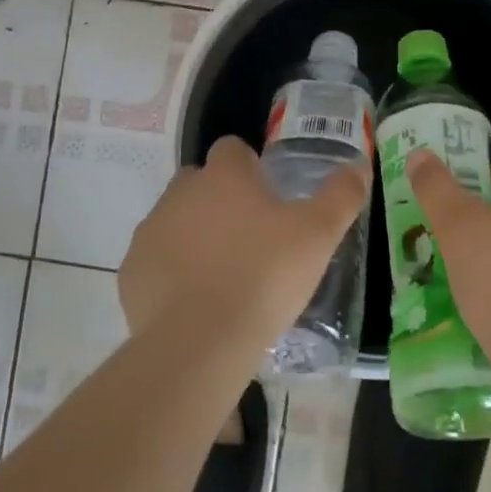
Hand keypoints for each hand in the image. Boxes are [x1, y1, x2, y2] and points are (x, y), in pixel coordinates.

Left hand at [119, 136, 369, 348]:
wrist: (200, 342)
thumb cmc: (264, 276)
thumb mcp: (318, 235)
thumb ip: (341, 196)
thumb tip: (358, 165)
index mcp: (224, 175)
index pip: (232, 149)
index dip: (250, 167)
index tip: (267, 198)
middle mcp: (181, 192)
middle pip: (200, 182)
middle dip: (220, 201)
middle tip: (249, 239)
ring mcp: (151, 231)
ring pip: (176, 220)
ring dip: (195, 236)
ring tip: (224, 276)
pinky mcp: (131, 272)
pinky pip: (155, 261)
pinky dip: (171, 272)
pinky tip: (195, 302)